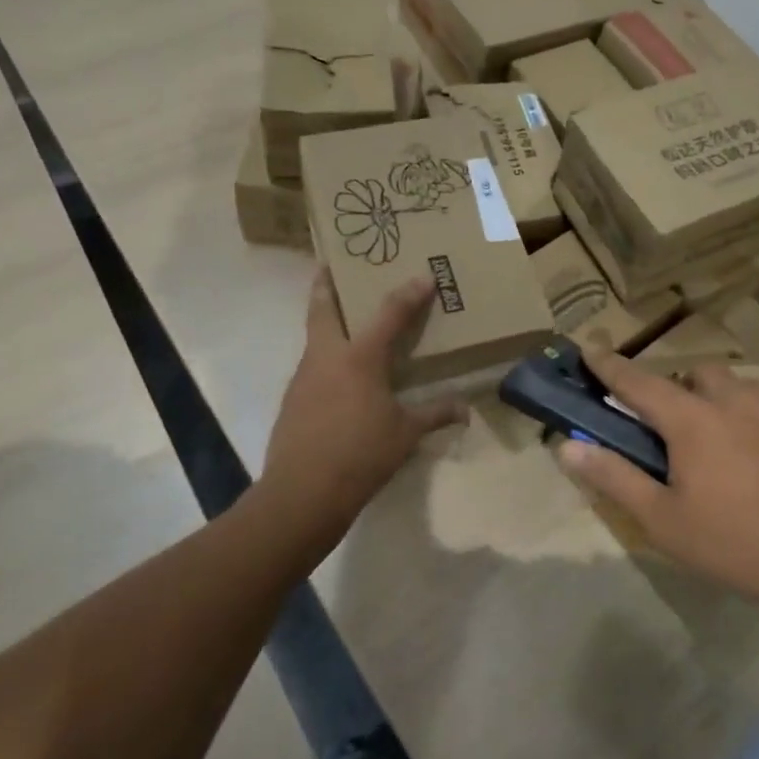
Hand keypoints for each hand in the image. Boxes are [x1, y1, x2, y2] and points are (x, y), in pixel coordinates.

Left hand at [257, 270, 464, 555]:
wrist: (302, 493)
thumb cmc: (361, 455)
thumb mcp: (405, 434)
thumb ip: (434, 415)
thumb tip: (465, 411)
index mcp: (360, 357)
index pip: (389, 313)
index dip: (409, 293)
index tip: (423, 275)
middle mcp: (327, 356)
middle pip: (322, 307)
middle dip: (326, 283)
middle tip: (332, 266)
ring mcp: (304, 376)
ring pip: (314, 336)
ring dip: (327, 322)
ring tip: (348, 323)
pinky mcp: (293, 399)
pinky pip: (312, 366)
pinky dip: (325, 359)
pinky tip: (340, 377)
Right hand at [556, 350, 758, 629]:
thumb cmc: (740, 545)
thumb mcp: (664, 521)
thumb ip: (614, 477)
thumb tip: (567, 445)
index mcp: (694, 419)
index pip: (638, 381)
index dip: (609, 366)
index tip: (589, 349)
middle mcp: (737, 402)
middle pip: (697, 373)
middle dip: (677, 387)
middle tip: (670, 429)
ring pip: (739, 388)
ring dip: (719, 401)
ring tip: (718, 446)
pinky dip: (755, 424)